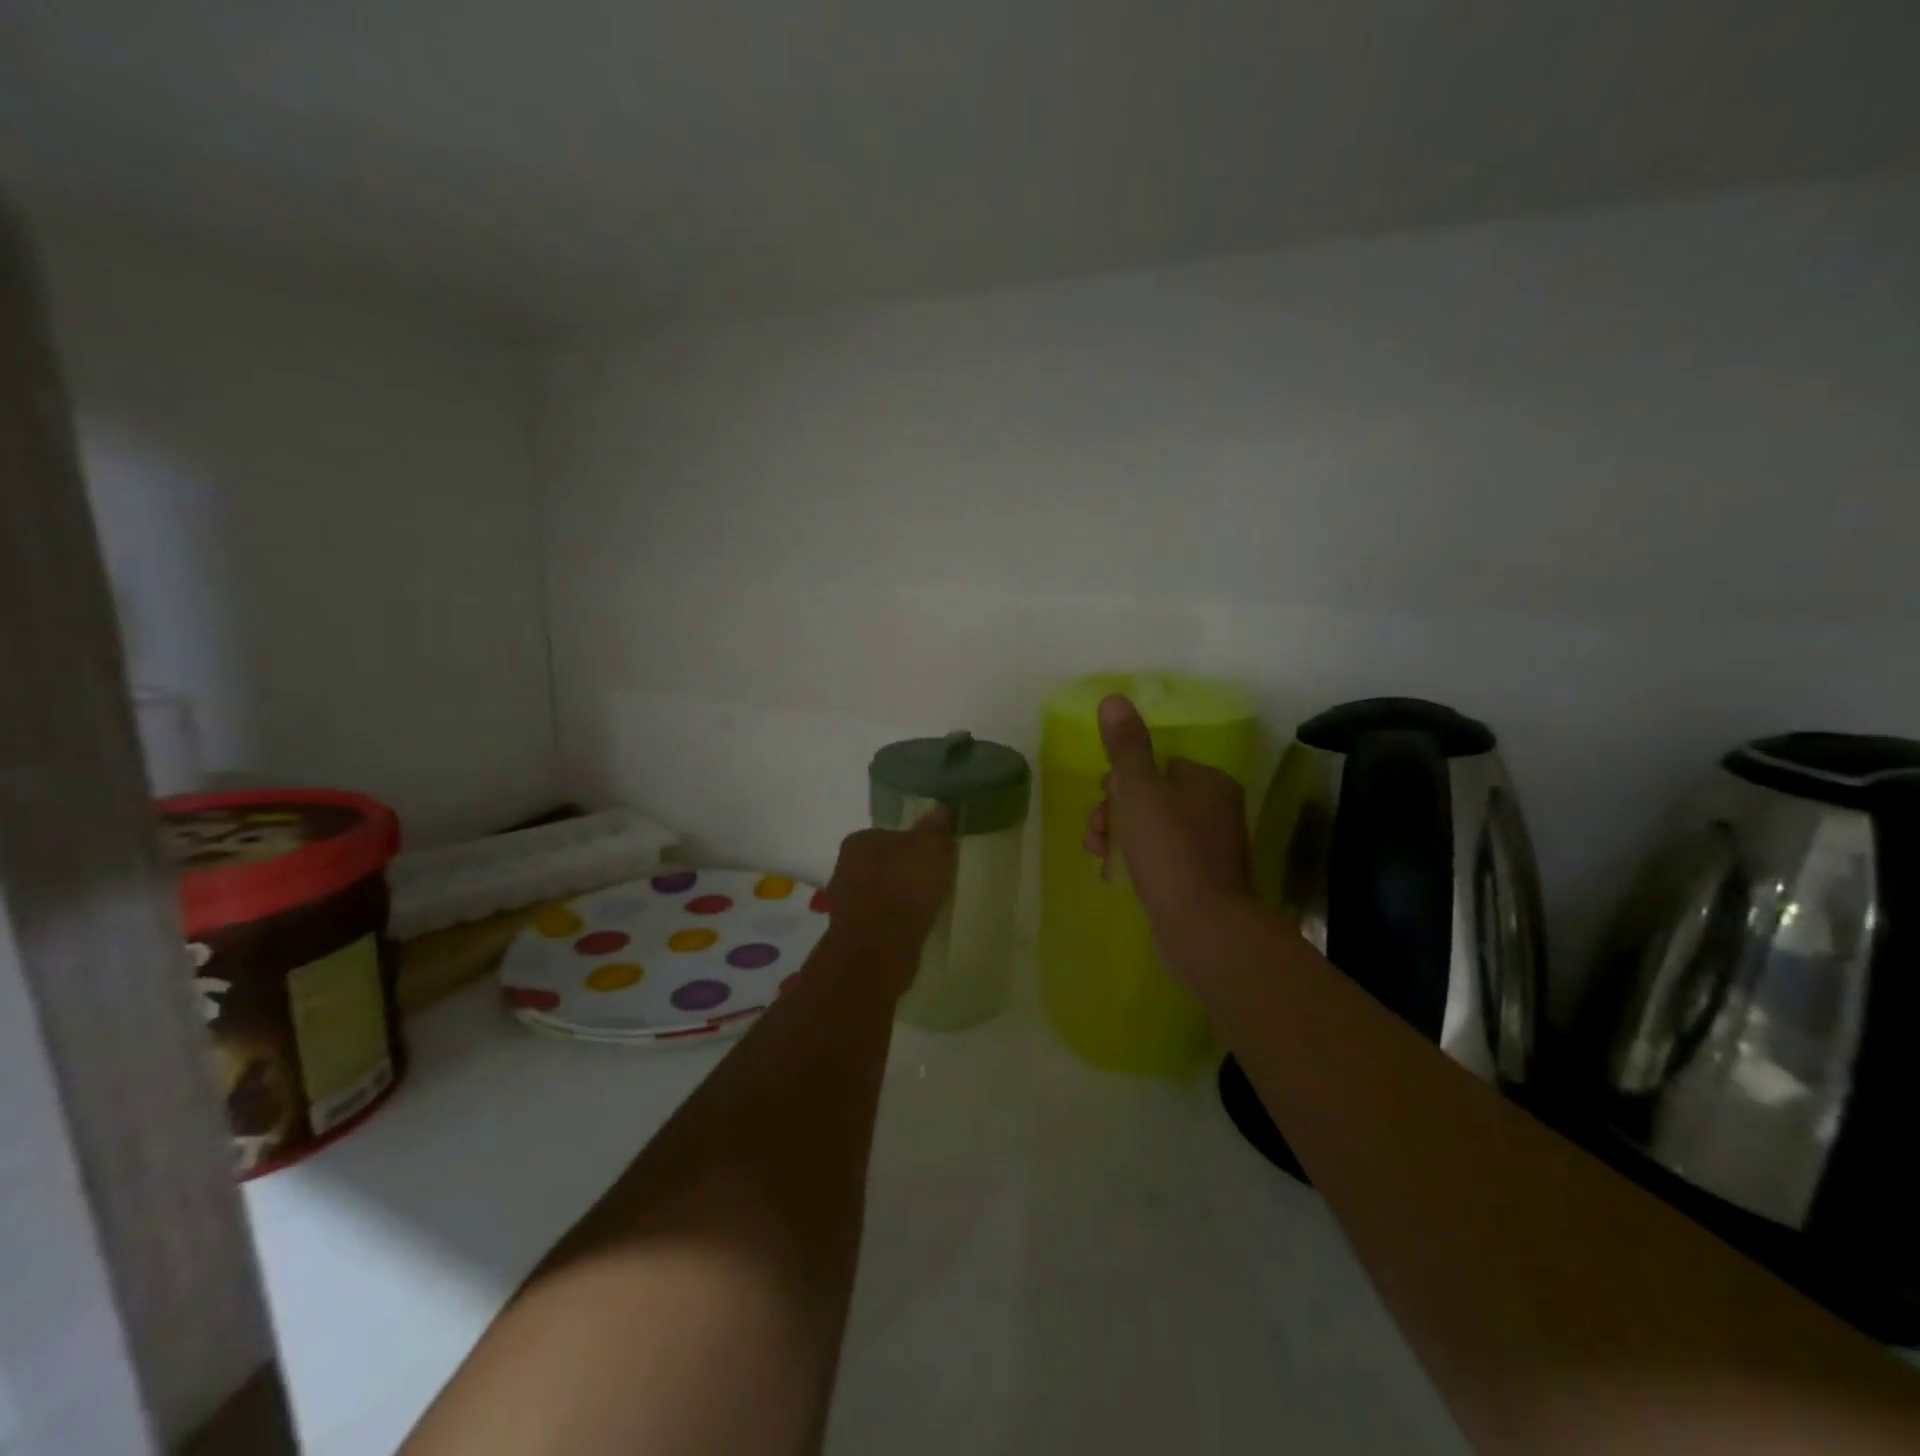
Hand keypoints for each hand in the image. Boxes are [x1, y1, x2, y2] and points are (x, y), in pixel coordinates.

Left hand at [822, 808, 954, 995]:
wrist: (878, 949)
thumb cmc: (904, 888)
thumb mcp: (930, 848)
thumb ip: (935, 827)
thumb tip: (940, 808)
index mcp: (858, 841)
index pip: (889, 835)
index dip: (912, 846)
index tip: (932, 859)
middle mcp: (843, 867)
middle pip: (882, 864)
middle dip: (903, 873)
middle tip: (931, 884)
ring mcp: (844, 902)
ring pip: (879, 893)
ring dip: (897, 900)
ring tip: (924, 909)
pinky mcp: (850, 933)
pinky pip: (878, 920)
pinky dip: (893, 922)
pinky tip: (911, 929)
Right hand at [1083, 694, 1252, 970]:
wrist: (1202, 927)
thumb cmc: (1169, 849)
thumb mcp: (1139, 790)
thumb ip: (1126, 746)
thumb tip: (1114, 698)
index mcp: (1208, 783)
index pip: (1160, 765)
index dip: (1124, 778)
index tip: (1103, 795)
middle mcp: (1215, 811)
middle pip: (1152, 798)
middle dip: (1114, 811)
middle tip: (1096, 831)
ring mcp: (1209, 850)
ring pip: (1151, 830)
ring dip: (1118, 837)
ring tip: (1097, 854)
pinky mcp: (1199, 883)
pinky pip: (1159, 861)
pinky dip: (1134, 862)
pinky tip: (1113, 875)